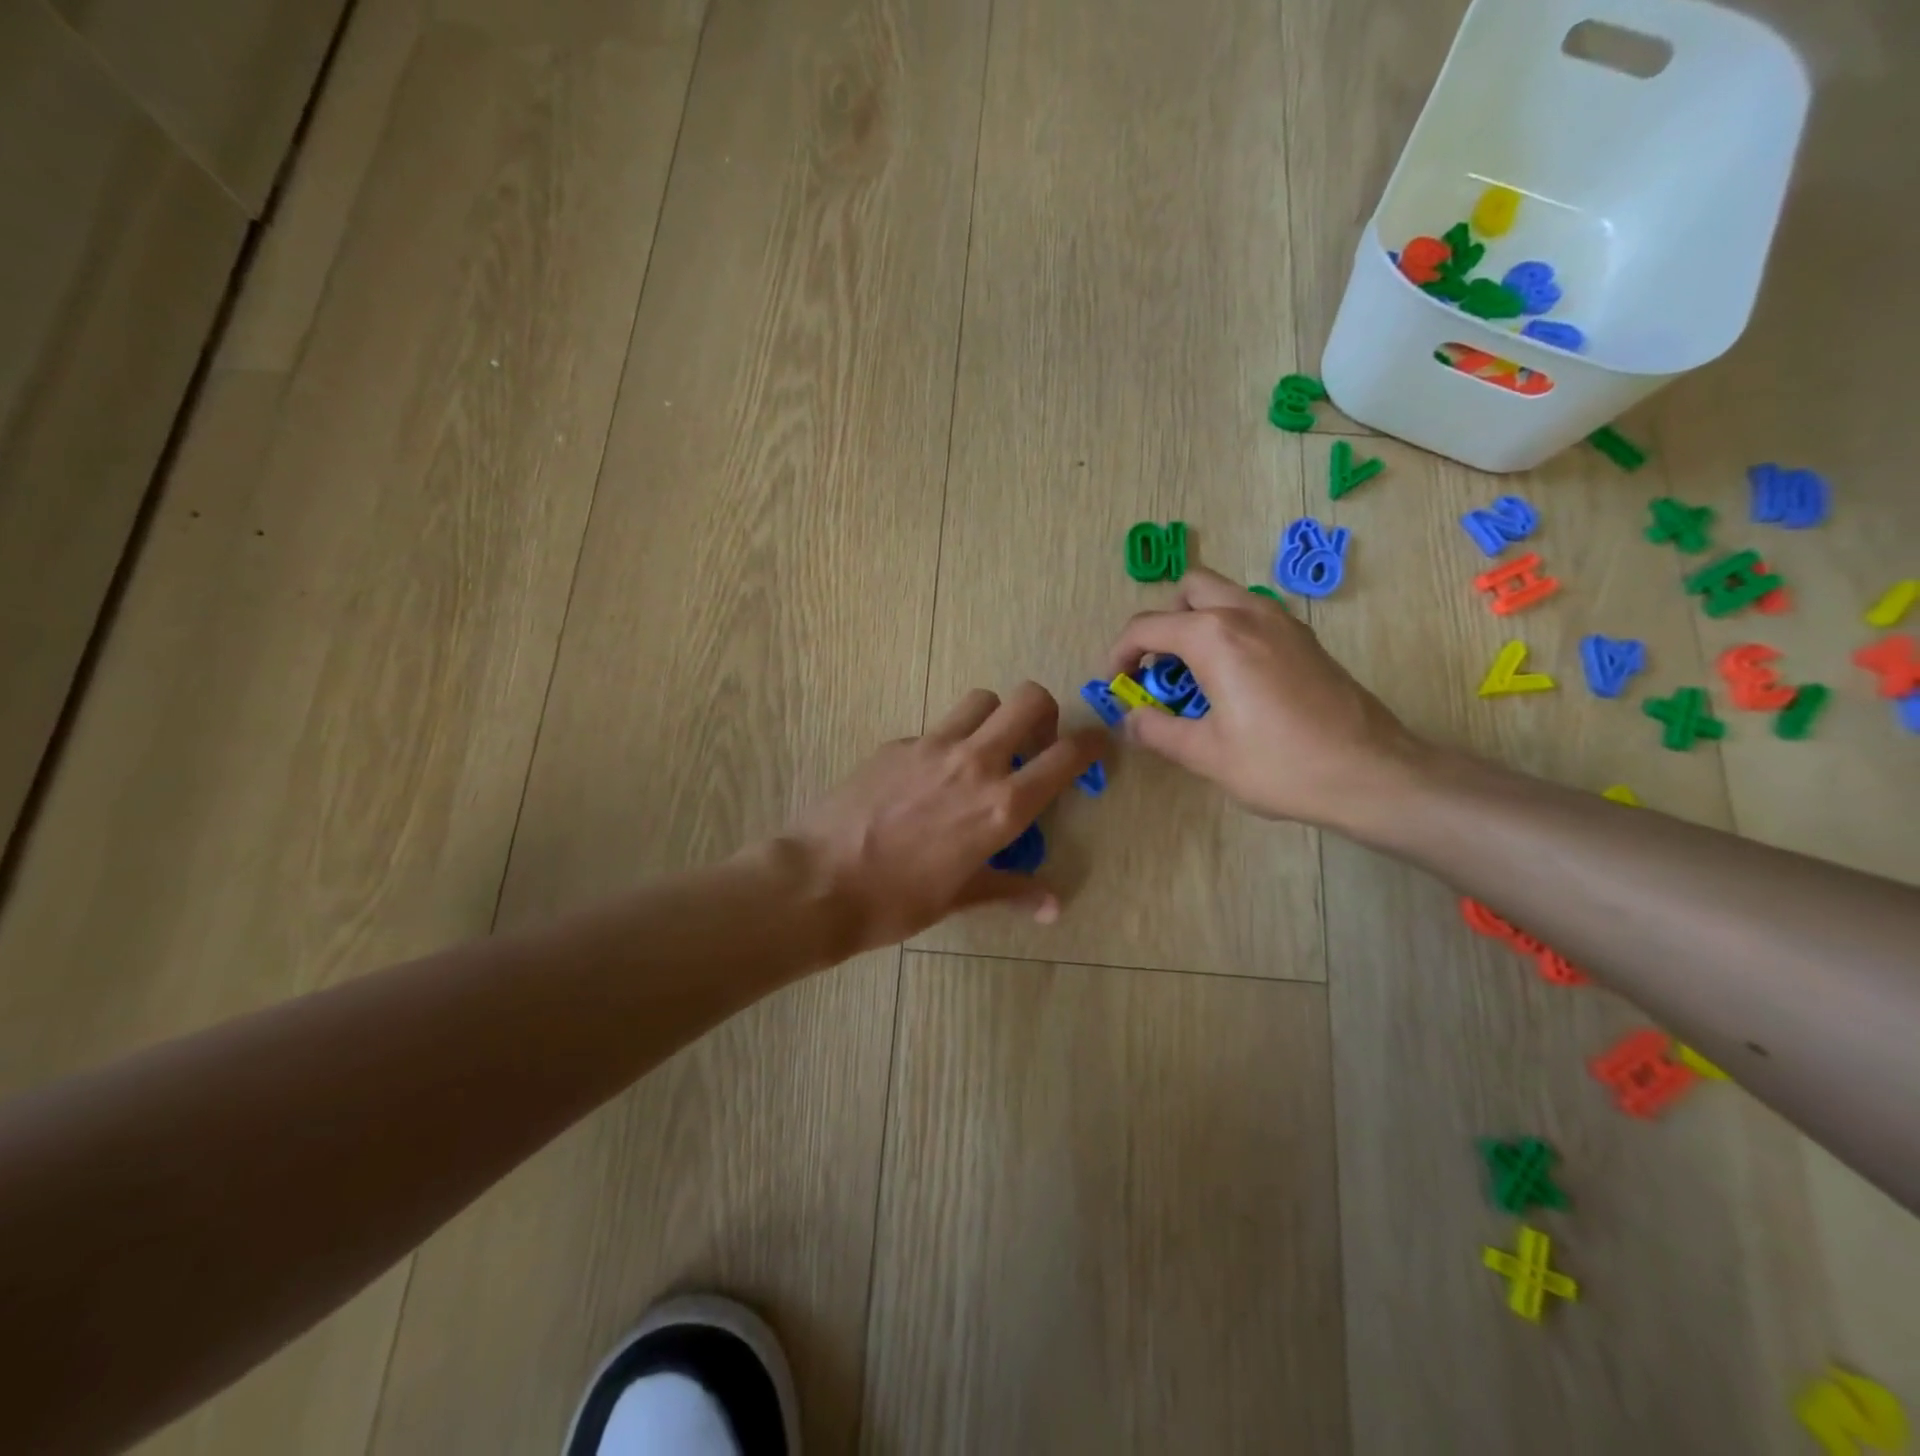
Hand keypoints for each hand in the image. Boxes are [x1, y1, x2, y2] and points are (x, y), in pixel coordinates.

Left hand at [779, 683, 1106, 954]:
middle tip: (1033, 742)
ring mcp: (932, 746)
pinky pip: (934, 728)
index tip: (1095, 745)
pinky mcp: (896, 743)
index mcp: (1002, 806)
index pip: (1066, 757)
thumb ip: (1012, 890)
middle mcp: (975, 763)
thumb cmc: (898, 901)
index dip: (1091, 744)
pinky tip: (925, 778)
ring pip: (980, 700)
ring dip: (992, 717)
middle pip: (1028, 699)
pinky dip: (944, 743)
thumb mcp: (961, 897)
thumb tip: (1053, 907)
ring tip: (981, 750)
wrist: (820, 882)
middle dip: (1042, 712)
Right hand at [1105, 566, 1422, 828]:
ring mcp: (1282, 622)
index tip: (1115, 684)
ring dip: (1197, 622)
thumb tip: (1129, 721)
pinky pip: (1252, 615)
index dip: (1119, 654)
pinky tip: (1233, 682)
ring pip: (1224, 597)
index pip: (1147, 627)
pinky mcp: (1305, 639)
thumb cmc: (1281, 765)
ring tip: (1192, 675)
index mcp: (1214, 637)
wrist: (1372, 773)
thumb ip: (1157, 731)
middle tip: (1158, 667)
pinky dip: (1228, 632)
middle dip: (1163, 621)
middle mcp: (1247, 614)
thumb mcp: (1206, 754)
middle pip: (1189, 589)